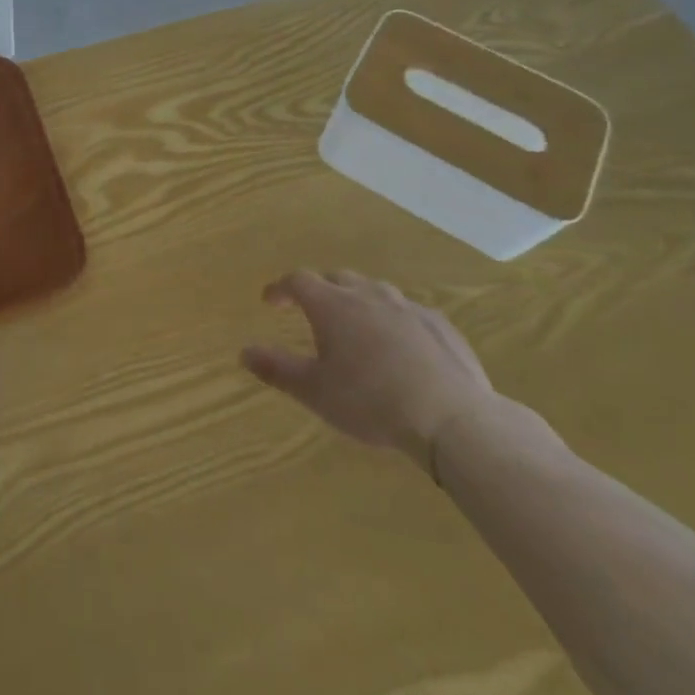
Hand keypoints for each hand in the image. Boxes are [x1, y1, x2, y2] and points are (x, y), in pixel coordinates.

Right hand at [241, 270, 497, 471]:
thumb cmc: (371, 402)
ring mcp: (407, 306)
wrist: (451, 417)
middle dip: (320, 288)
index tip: (270, 301)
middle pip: (337, 277)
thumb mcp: (315, 391)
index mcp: (333, 305)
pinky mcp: (439, 324)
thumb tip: (244, 351)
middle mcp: (367, 294)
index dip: (281, 288)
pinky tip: (399, 343)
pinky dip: (393, 319)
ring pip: (374, 290)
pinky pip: (408, 311)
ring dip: (358, 299)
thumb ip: (277, 369)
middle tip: (311, 309)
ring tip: (355, 323)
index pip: (298, 281)